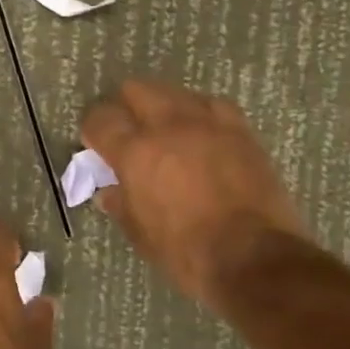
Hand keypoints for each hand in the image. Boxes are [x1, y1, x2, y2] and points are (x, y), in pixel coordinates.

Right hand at [81, 79, 306, 304]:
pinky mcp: (239, 128)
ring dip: (163, 107)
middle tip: (129, 133)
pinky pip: (211, 104)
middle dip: (126, 107)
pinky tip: (202, 133)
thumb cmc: (188, 253)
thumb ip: (122, 205)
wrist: (256, 258)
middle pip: (136, 89)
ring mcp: (207, 122)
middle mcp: (168, 125)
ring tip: (167, 132)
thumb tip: (109, 191)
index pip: (101, 119)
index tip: (96, 143)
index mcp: (136, 152)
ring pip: (174, 91)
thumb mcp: (142, 235)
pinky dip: (199, 113)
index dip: (93, 129)